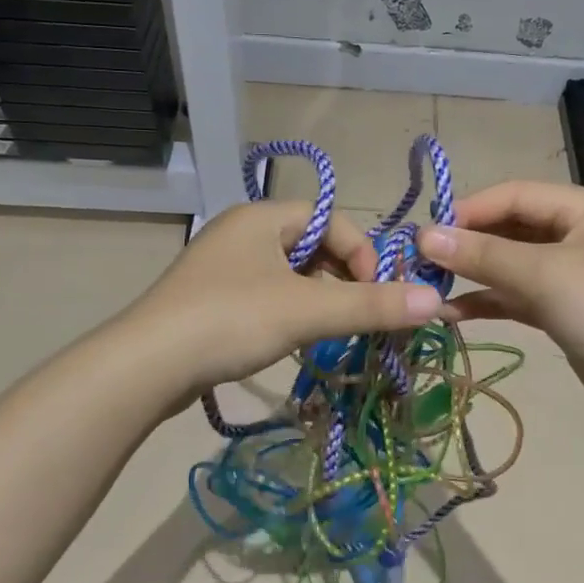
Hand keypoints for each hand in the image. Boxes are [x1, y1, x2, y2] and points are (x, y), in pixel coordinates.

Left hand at [123, 201, 441, 404]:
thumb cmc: (230, 320)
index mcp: (263, 216)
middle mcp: (242, 231)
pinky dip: (290, 311)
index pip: (333, 220)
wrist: (146, 366)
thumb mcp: (307, 310)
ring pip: (290, 273)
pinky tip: (294, 339)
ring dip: (318, 298)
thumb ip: (372, 305)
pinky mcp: (211, 298)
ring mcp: (223, 266)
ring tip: (331, 330)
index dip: (363, 254)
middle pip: (312, 245)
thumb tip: (437, 300)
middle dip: (342, 277)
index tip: (376, 295)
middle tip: (359, 313)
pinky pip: (266, 294)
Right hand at [419, 181, 583, 429]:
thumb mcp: (544, 276)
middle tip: (422, 261)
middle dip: (469, 243)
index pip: (515, 195)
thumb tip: (424, 236)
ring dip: (475, 274)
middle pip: (512, 228)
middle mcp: (580, 234)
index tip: (426, 232)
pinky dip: (490, 301)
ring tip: (430, 286)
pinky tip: (453, 312)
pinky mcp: (567, 311)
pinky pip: (520, 296)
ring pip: (513, 265)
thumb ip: (483, 255)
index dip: (469, 210)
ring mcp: (574, 274)